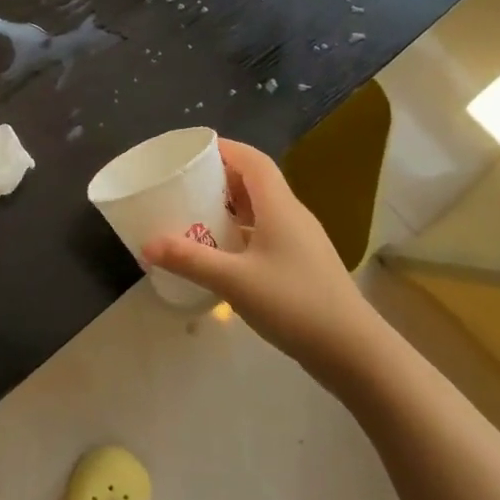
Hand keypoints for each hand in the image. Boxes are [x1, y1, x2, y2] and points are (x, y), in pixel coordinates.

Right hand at [143, 139, 376, 364]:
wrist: (352, 350)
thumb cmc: (294, 303)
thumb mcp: (234, 280)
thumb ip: (189, 259)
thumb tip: (147, 244)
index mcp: (279, 206)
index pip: (253, 160)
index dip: (225, 149)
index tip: (192, 150)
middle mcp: (292, 215)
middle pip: (256, 182)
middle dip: (221, 177)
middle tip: (185, 184)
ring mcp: (301, 241)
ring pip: (262, 209)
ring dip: (231, 206)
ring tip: (196, 214)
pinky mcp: (303, 264)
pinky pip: (267, 233)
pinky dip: (241, 232)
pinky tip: (222, 253)